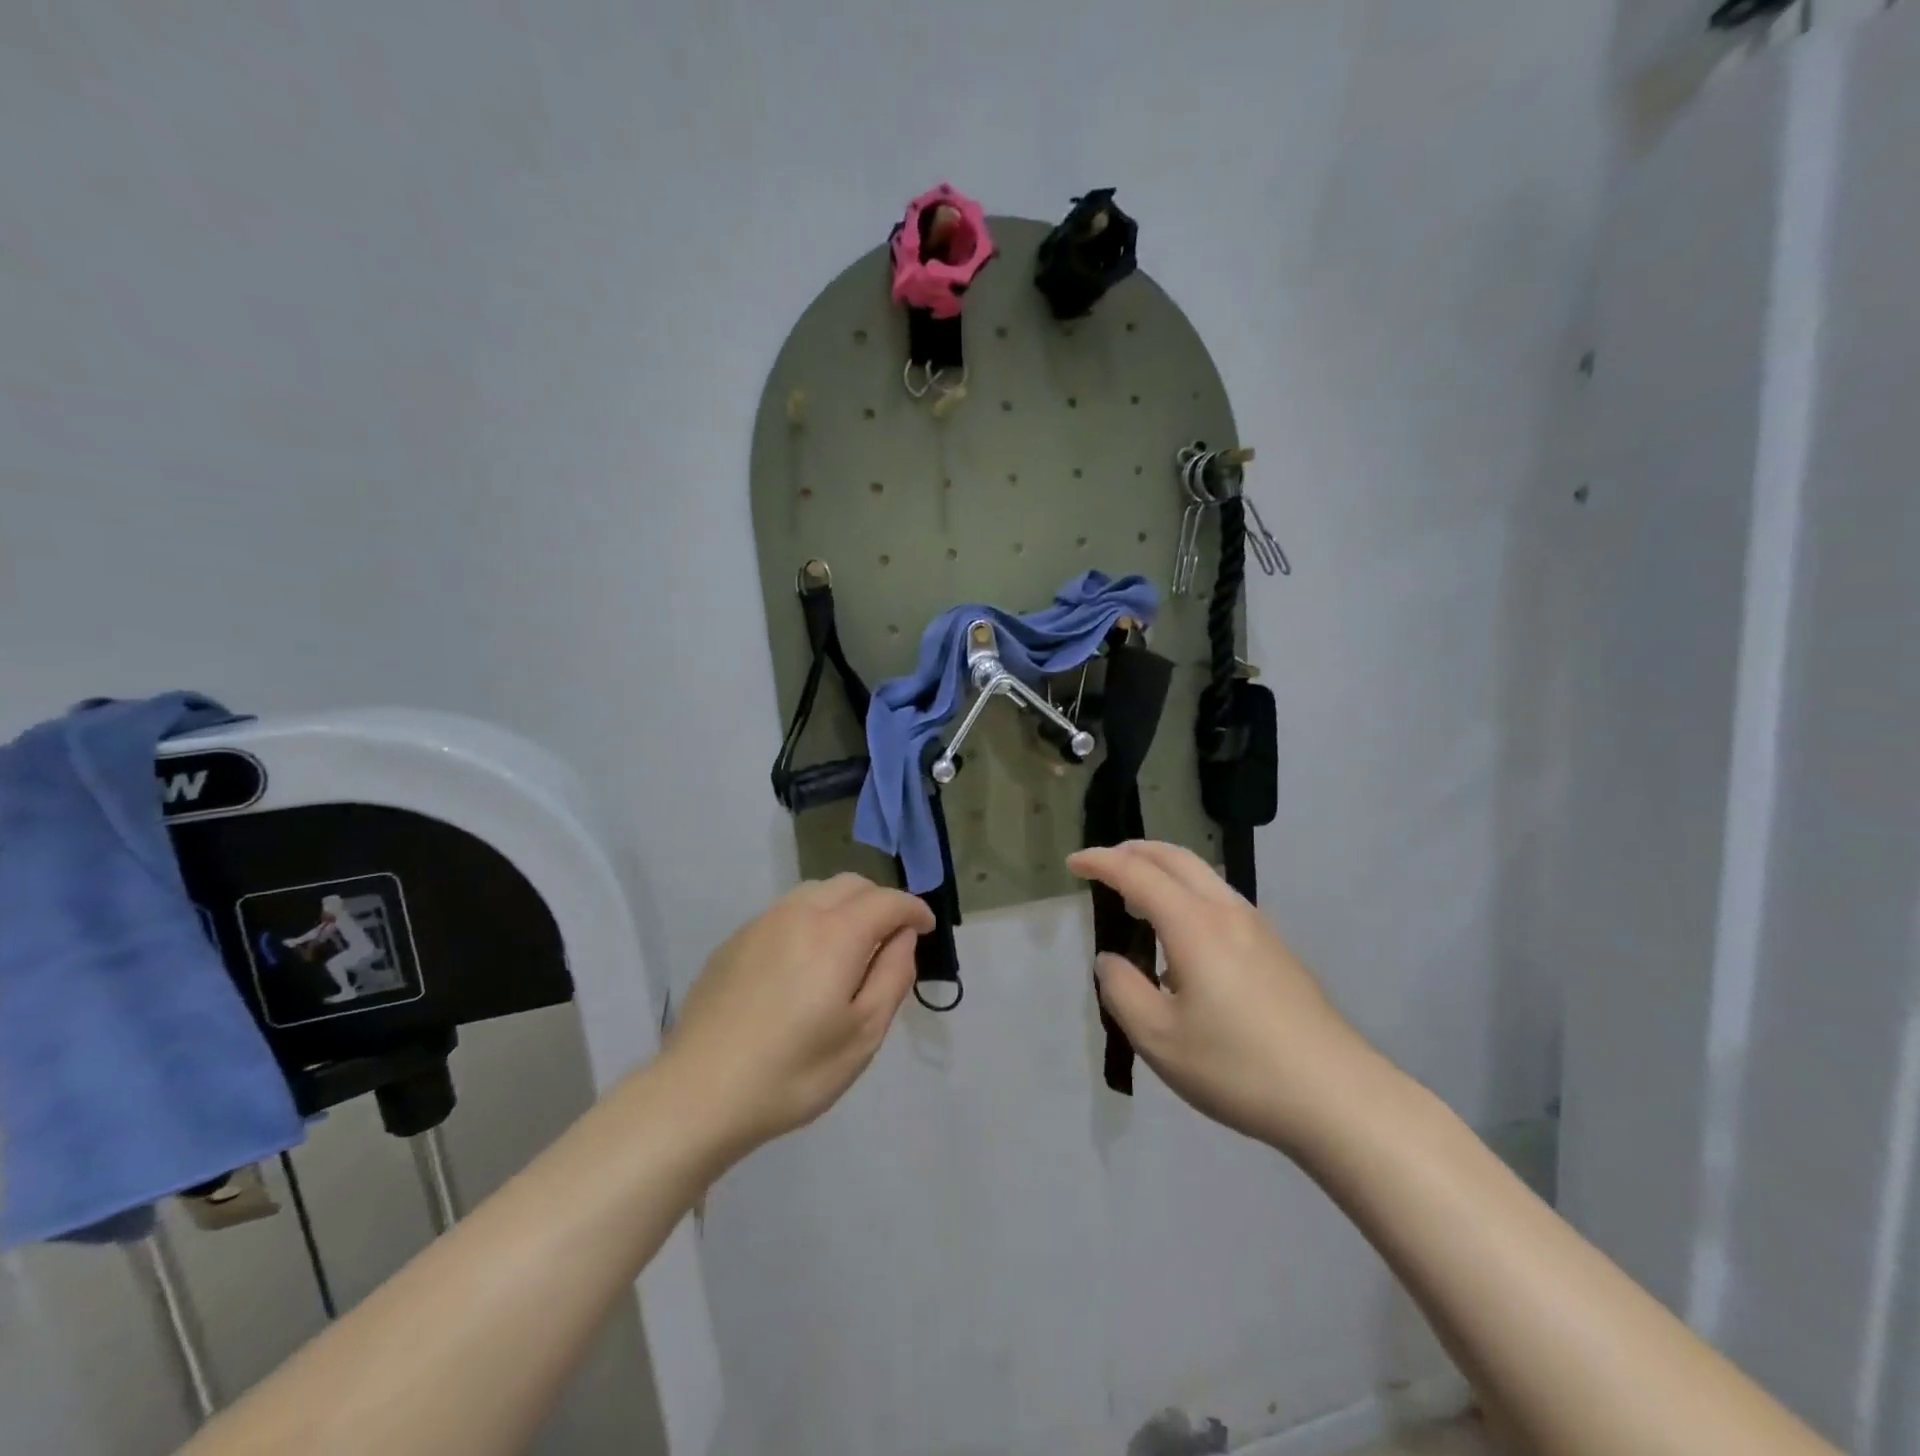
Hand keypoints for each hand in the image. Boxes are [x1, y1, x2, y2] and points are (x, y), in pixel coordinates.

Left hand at [659, 874, 933, 1160]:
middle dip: (880, 901)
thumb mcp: (863, 1034)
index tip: (926, 928)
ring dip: (845, 906)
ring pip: (816, 892)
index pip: (887, 900)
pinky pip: (786, 912)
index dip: (914, 909)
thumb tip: (902, 937)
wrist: (698, 1094)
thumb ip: (893, 975)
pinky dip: (811, 920)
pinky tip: (805, 961)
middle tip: (892, 937)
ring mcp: (761, 924)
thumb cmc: (793, 1072)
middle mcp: (798, 914)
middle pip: (851, 884)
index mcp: (835, 933)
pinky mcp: (734, 942)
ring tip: (851, 945)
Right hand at [1069, 841, 1375, 1152]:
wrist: (1338, 1097)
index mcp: (1194, 925)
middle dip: (1134, 851)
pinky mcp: (1276, 950)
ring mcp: (1258, 928)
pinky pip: (1221, 900)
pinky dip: (1187, 893)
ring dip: (1164, 870)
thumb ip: (1122, 991)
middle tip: (1103, 864)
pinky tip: (1182, 937)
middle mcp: (1227, 912)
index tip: (1073, 864)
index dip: (1101, 862)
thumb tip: (1111, 960)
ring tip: (1138, 895)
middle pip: (1176, 858)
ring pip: (1203, 875)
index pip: (1138, 873)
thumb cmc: (1238, 1067)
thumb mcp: (1159, 1039)